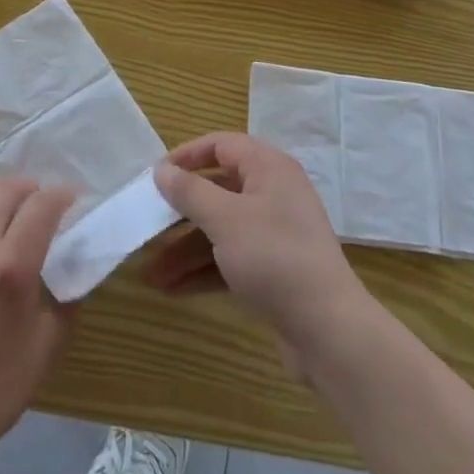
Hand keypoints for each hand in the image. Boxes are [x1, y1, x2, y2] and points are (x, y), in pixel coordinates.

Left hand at [0, 178, 75, 473]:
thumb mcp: (46, 350)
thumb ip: (65, 300)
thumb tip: (73, 267)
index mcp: (11, 267)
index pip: (43, 205)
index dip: (62, 197)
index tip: (71, 203)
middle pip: (5, 191)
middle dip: (29, 190)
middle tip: (39, 205)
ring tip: (0, 207)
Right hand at [146, 133, 370, 366]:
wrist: (327, 328)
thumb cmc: (273, 256)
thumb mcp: (225, 219)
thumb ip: (189, 192)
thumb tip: (161, 169)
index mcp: (268, 168)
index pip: (222, 145)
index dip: (187, 156)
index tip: (155, 176)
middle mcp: (273, 193)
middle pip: (217, 191)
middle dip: (179, 214)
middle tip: (146, 227)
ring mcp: (274, 233)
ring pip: (220, 230)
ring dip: (185, 250)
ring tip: (150, 274)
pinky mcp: (273, 268)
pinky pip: (230, 258)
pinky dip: (204, 270)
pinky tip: (173, 289)